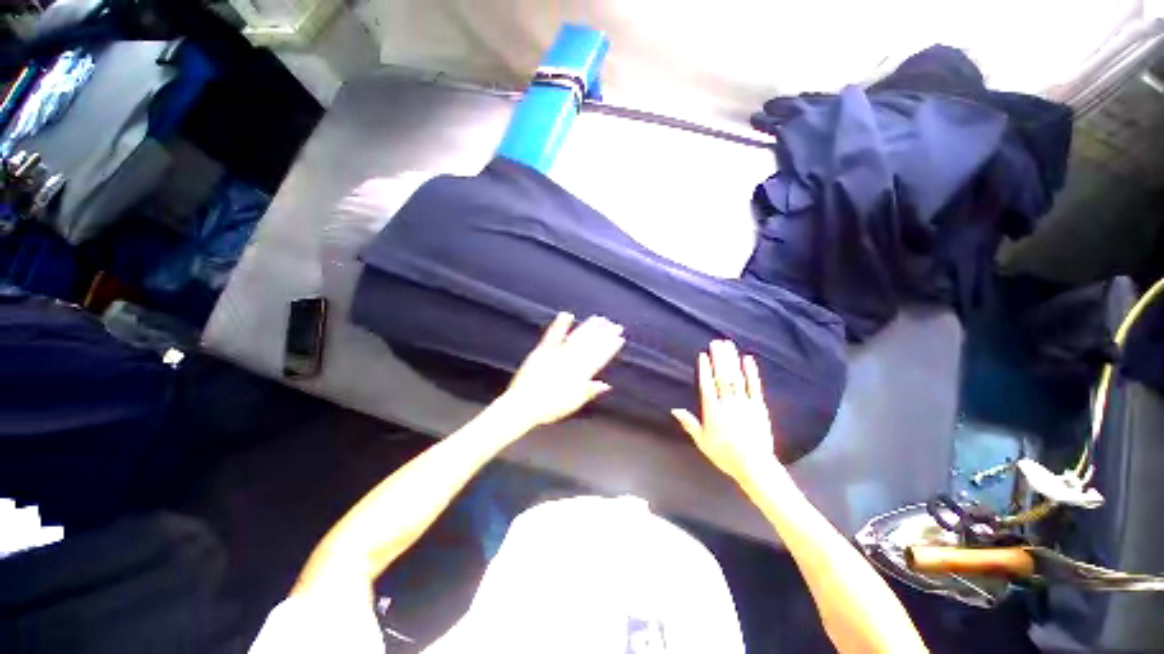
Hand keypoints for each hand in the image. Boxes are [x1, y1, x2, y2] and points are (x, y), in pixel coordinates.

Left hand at [504, 312, 625, 427]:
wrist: (524, 405)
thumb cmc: (548, 407)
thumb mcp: (573, 403)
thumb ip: (589, 391)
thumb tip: (605, 385)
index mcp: (580, 375)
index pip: (599, 358)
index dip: (610, 347)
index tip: (619, 338)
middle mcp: (571, 362)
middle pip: (591, 345)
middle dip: (604, 335)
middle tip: (615, 325)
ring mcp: (557, 354)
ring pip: (577, 338)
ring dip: (589, 328)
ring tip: (599, 319)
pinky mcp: (543, 350)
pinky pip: (553, 335)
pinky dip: (560, 324)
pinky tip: (567, 314)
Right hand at [672, 340, 784, 484]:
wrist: (754, 465)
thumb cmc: (725, 454)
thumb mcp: (702, 441)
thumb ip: (689, 423)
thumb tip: (674, 409)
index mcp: (713, 411)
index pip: (707, 385)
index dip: (705, 369)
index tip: (703, 354)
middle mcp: (728, 403)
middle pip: (722, 377)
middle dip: (719, 358)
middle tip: (716, 342)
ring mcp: (744, 403)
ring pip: (736, 378)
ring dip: (732, 360)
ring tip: (728, 345)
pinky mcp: (759, 406)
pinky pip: (754, 386)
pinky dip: (751, 372)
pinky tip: (748, 359)